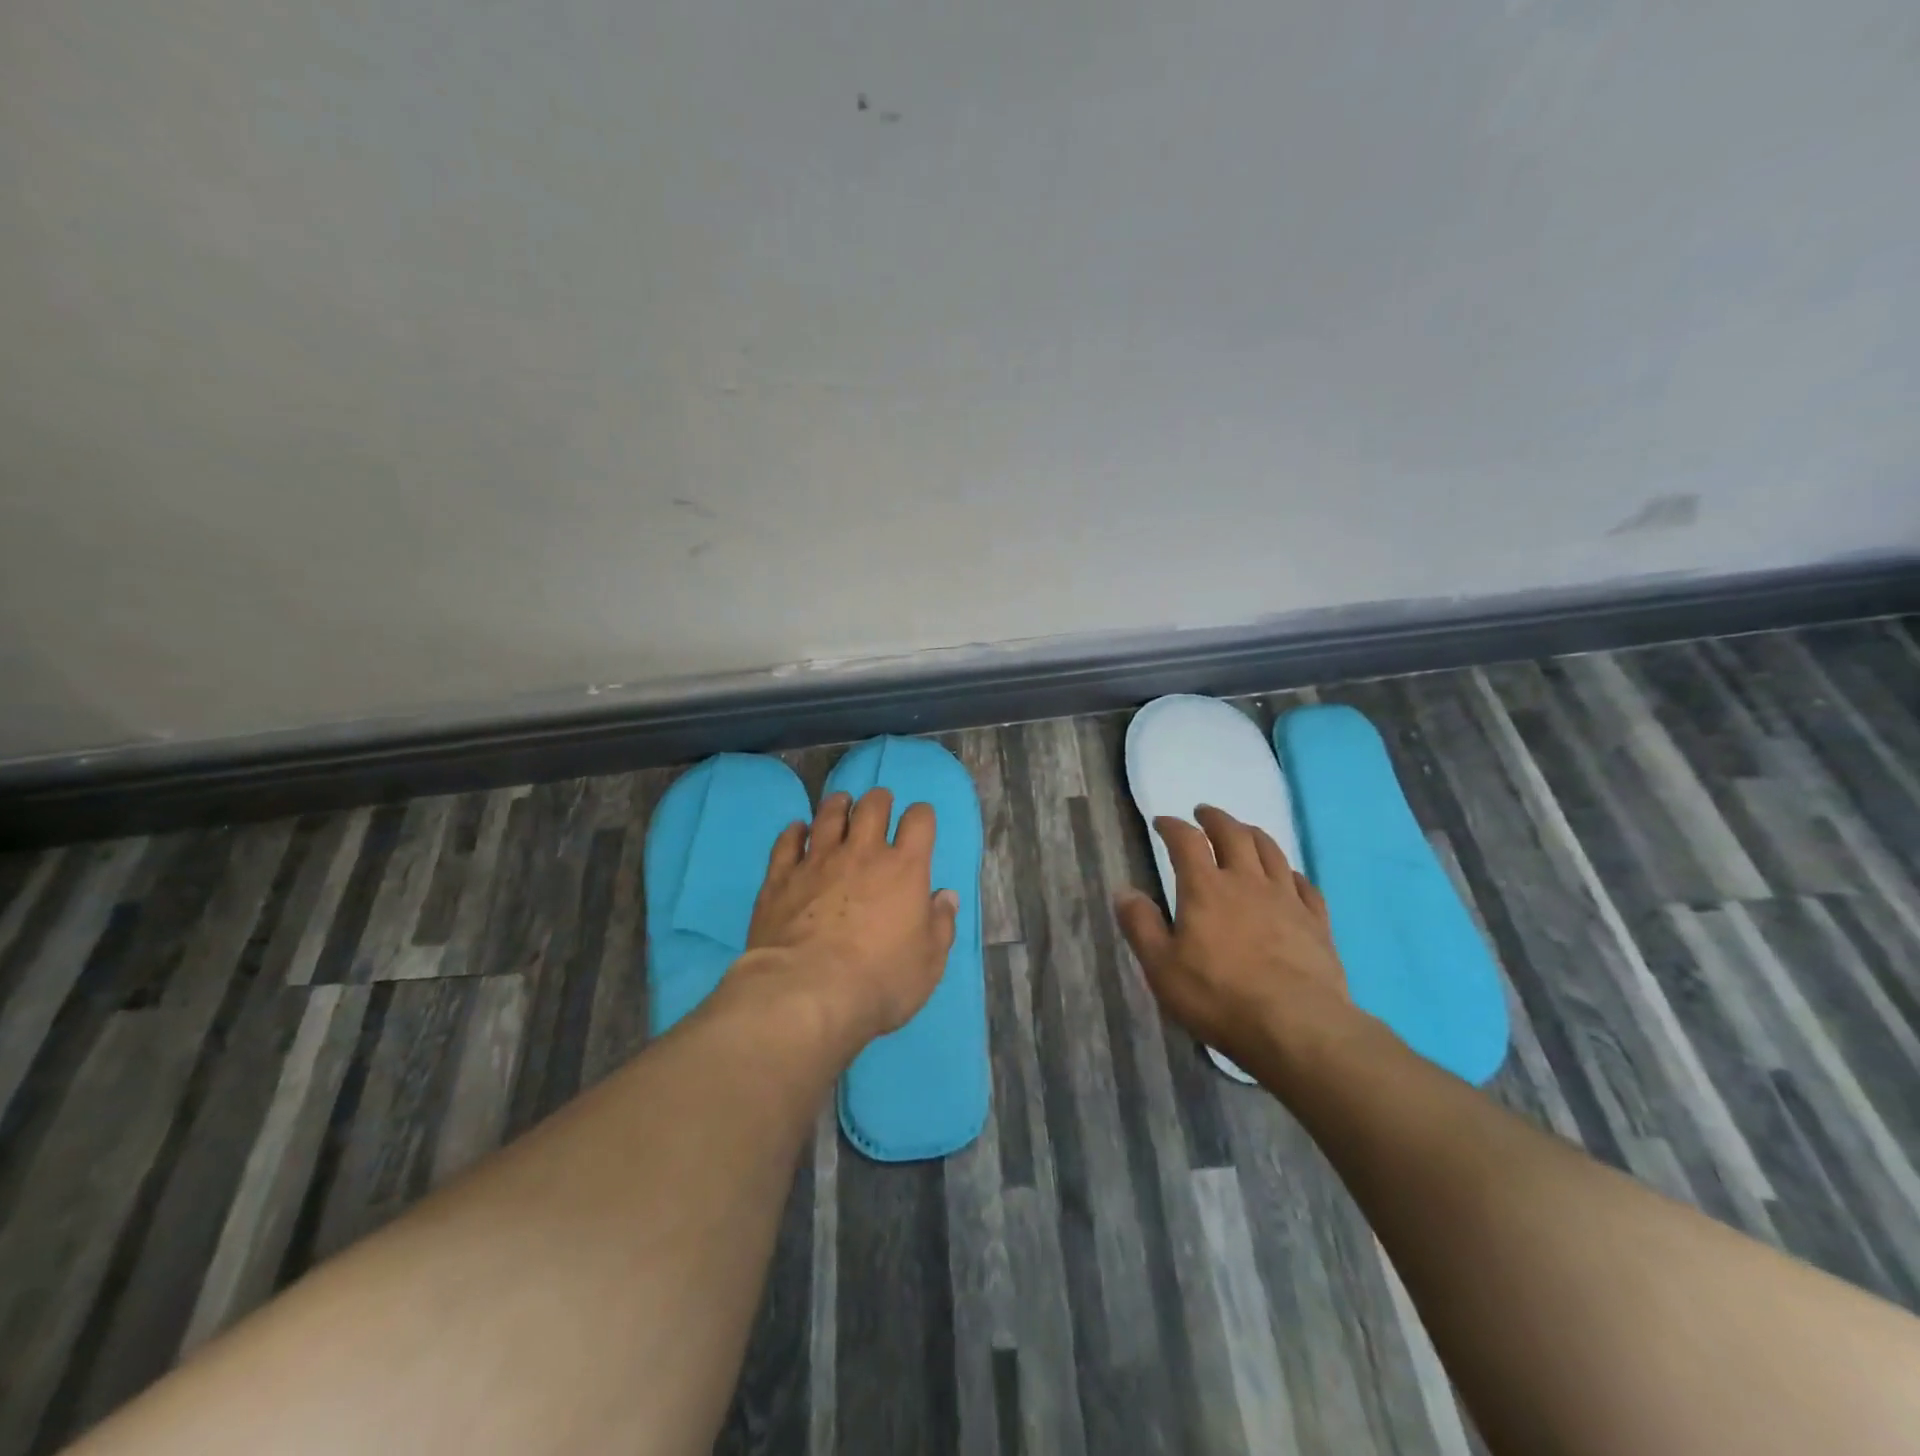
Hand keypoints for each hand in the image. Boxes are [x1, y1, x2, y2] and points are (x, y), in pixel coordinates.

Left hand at [746, 788, 958, 1044]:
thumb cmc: (880, 980)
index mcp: (905, 869)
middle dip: (879, 800)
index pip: (919, 821)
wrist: (807, 992)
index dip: (921, 816)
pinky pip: (787, 842)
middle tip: (880, 804)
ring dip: (838, 805)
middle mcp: (862, 853)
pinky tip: (797, 830)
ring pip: (828, 815)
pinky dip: (794, 832)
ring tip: (841, 804)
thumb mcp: (929, 962)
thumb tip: (945, 896)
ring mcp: (818, 861)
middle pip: (872, 807)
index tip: (919, 822)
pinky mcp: (781, 877)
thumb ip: (941, 924)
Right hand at [1114, 806, 1353, 1066]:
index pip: (1186, 841)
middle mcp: (1247, 882)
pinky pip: (1305, 885)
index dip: (1172, 826)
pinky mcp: (1317, 922)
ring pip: (1271, 851)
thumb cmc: (1219, 997)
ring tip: (1244, 831)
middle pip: (1233, 834)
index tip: (1161, 822)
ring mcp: (1287, 899)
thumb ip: (1140, 925)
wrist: (1298, 1028)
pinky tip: (1289, 876)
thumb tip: (1123, 890)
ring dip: (1253, 834)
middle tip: (1204, 813)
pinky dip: (1292, 872)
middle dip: (1216, 819)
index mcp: (1206, 888)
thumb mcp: (1161, 966)